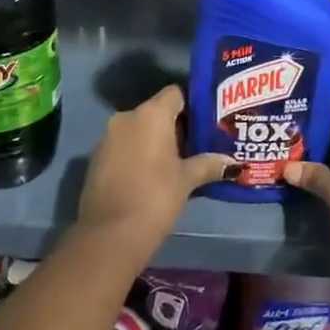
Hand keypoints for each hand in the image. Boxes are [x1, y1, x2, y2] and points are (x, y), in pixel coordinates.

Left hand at [77, 85, 229, 246]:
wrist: (108, 236)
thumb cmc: (155, 198)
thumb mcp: (187, 181)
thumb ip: (209, 165)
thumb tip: (233, 163)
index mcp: (151, 114)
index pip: (175, 93)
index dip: (192, 105)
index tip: (207, 122)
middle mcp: (127, 117)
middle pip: (157, 111)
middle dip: (176, 125)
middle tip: (197, 144)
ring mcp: (107, 138)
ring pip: (138, 129)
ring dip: (155, 141)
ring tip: (177, 161)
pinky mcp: (96, 160)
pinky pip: (124, 146)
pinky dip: (138, 154)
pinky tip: (151, 175)